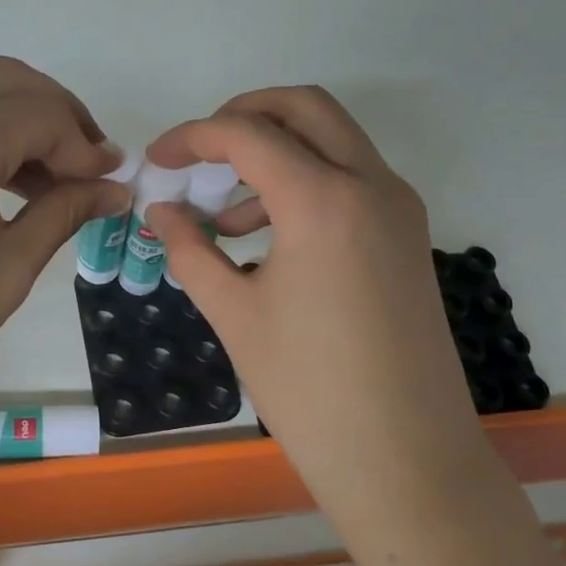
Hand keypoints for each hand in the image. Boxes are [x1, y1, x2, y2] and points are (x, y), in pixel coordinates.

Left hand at [0, 58, 124, 456]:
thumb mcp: (7, 271)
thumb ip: (63, 213)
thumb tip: (112, 189)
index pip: (42, 115)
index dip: (85, 145)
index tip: (111, 179)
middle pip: (8, 82)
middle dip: (58, 115)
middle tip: (87, 166)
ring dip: (18, 119)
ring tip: (48, 179)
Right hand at [146, 88, 479, 487]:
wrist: (406, 458)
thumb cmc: (308, 387)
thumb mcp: (234, 313)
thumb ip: (189, 250)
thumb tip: (159, 211)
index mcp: (322, 199)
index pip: (247, 134)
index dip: (192, 137)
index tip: (158, 159)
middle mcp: (370, 184)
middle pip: (304, 107)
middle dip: (245, 114)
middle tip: (200, 152)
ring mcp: (398, 208)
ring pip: (334, 140)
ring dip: (277, 152)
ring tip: (225, 217)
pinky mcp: (407, 237)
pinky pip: (352, 180)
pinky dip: (306, 183)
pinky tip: (267, 239)